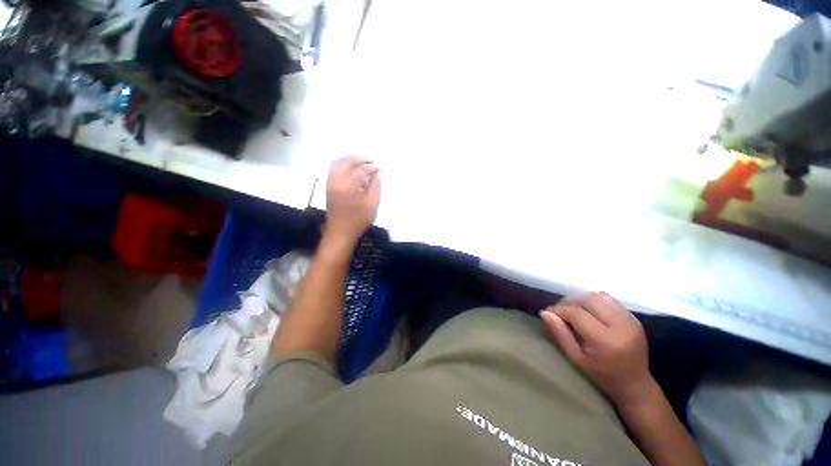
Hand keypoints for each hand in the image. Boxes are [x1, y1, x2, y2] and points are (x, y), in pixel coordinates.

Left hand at [324, 156, 380, 246]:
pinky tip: (350, 167)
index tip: (379, 168)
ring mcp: (330, 183)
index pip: (361, 170)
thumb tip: (376, 174)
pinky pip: (333, 168)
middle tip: (371, 161)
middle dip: (360, 159)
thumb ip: (375, 187)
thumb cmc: (358, 220)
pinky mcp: (327, 186)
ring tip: (361, 161)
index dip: (371, 167)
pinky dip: (342, 163)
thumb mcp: (372, 205)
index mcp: (349, 186)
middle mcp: (337, 181)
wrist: (340, 232)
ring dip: (350, 159)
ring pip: (338, 162)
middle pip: (347, 162)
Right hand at [540, 292, 652, 405]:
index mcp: (606, 340)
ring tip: (572, 309)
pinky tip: (588, 311)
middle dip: (569, 301)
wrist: (635, 385)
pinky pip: (608, 299)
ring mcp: (630, 319)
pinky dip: (593, 301)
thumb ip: (560, 334)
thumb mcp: (575, 359)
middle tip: (559, 310)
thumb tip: (544, 312)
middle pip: (588, 299)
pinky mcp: (633, 317)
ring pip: (598, 296)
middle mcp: (621, 325)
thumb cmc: (601, 376)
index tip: (549, 313)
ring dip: (581, 299)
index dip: (559, 310)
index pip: (576, 313)